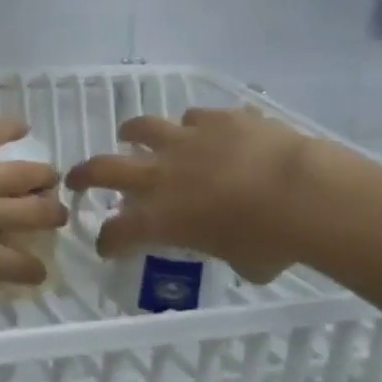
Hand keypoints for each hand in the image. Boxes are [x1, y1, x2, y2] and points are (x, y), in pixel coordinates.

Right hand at [65, 108, 322, 282]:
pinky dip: (195, 127)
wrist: (305, 194)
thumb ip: (227, 251)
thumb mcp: (243, 263)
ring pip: (143, 128)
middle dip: (85, 174)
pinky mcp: (218, 119)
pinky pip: (196, 118)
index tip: (107, 247)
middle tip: (76, 178)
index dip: (108, 241)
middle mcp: (162, 176)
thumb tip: (239, 252)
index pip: (117, 232)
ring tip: (130, 136)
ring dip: (132, 134)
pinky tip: (205, 132)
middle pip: (105, 169)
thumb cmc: (272, 242)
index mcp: (161, 218)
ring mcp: (188, 141)